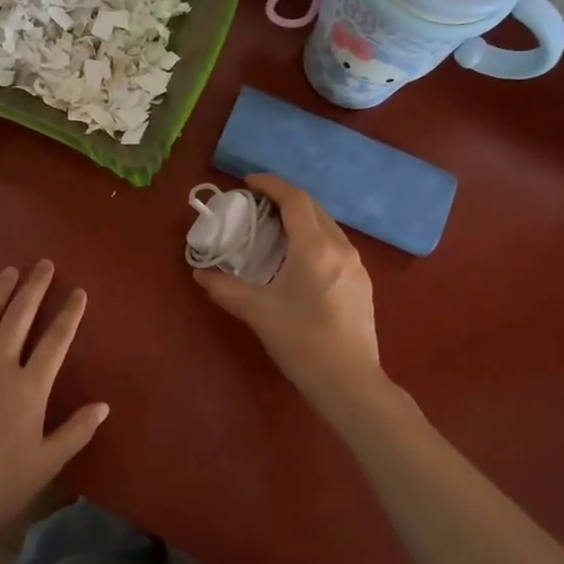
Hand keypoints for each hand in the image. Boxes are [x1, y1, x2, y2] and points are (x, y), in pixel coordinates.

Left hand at [0, 261, 108, 550]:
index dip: (69, 314)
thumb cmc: (1, 485)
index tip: (78, 292)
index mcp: (29, 388)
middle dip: (33, 288)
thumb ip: (77, 430)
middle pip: (18, 317)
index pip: (55, 341)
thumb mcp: (47, 462)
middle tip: (43, 264)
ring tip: (9, 271)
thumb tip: (104, 405)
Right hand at [193, 174, 380, 397]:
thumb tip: (200, 274)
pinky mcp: (362, 283)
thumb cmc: (301, 341)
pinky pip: (336, 247)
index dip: (271, 184)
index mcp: (315, 247)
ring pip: (327, 227)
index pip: (294, 199)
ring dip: (302, 219)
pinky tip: (300, 261)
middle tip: (257, 205)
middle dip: (285, 199)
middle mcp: (340, 247)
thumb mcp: (257, 312)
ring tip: (275, 231)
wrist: (349, 382)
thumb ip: (225, 288)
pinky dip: (315, 239)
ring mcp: (356, 265)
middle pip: (313, 208)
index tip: (248, 182)